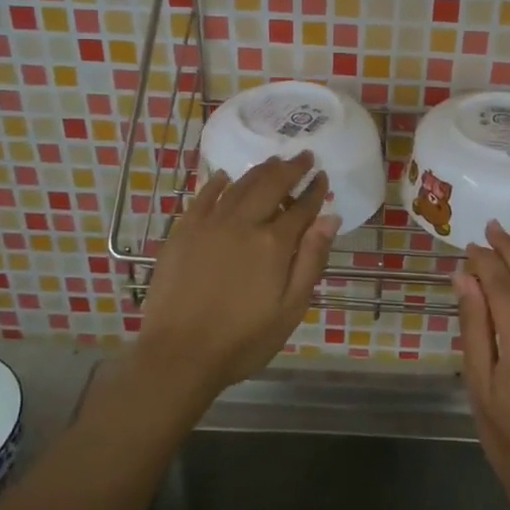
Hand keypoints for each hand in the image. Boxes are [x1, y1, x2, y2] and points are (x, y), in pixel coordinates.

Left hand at [134, 153, 337, 413]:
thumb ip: (311, 260)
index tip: (323, 176)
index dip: (314, 190)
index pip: (301, 208)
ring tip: (274, 161)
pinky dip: (218, 183)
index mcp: (273, 244)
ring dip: (260, 171)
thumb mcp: (290, 308)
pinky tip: (226, 177)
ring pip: (239, 186)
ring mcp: (209, 224)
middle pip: (271, 185)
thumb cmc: (243, 340)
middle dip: (290, 168)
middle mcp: (243, 223)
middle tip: (303, 156)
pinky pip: (204, 197)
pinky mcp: (183, 231)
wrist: (179, 354)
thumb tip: (329, 218)